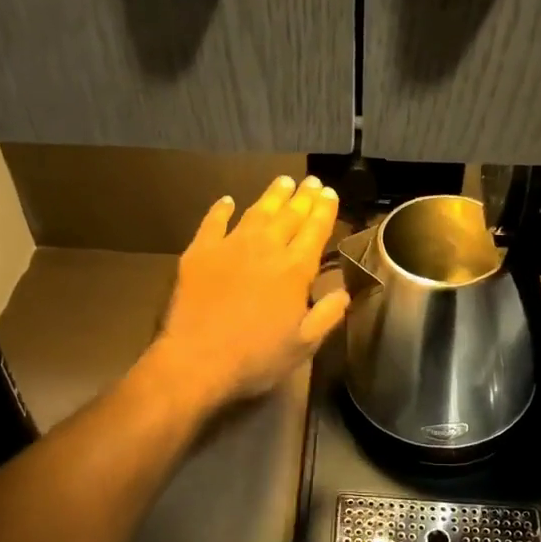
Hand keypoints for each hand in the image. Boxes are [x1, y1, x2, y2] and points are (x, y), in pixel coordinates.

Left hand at [148, 175, 350, 411]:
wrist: (197, 360)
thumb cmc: (255, 358)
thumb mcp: (303, 345)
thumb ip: (327, 315)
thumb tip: (344, 291)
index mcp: (295, 269)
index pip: (315, 230)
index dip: (324, 210)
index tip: (329, 193)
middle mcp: (266, 248)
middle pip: (289, 214)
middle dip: (303, 196)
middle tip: (311, 182)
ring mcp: (230, 246)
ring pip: (256, 212)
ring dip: (272, 196)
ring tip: (283, 181)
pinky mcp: (199, 252)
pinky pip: (213, 222)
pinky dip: (221, 209)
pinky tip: (227, 201)